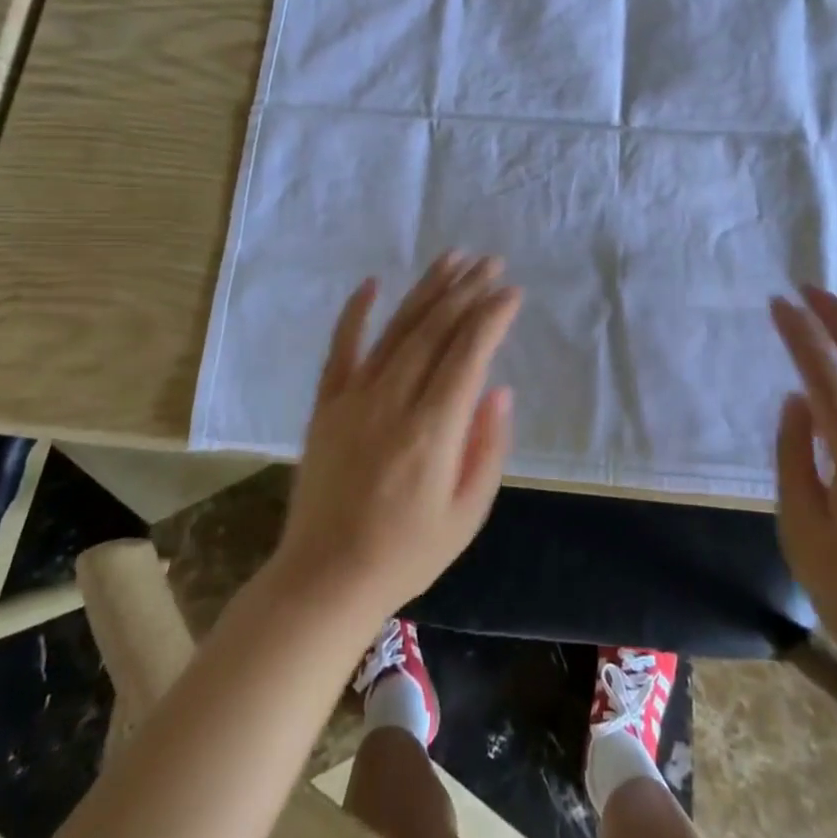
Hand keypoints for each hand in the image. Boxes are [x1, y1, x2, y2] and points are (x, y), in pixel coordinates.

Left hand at [273, 253, 520, 626]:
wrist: (325, 579)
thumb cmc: (407, 552)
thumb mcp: (467, 514)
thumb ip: (488, 448)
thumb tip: (499, 388)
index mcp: (433, 431)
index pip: (468, 355)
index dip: (491, 317)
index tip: (511, 292)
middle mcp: (393, 402)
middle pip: (434, 331)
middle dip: (467, 291)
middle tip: (491, 263)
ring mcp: (354, 398)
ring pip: (397, 330)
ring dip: (427, 290)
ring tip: (452, 259)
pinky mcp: (327, 404)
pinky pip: (341, 348)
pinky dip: (356, 312)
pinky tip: (373, 283)